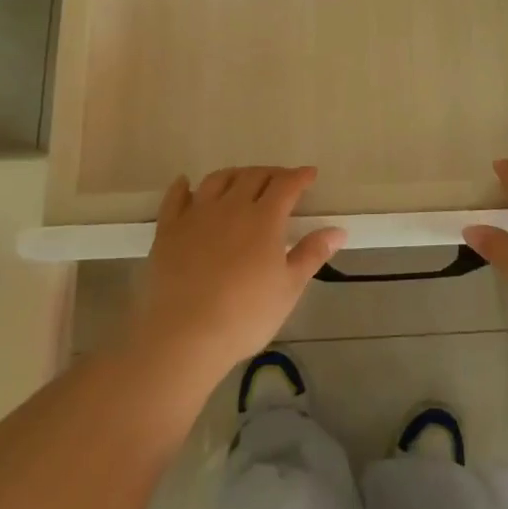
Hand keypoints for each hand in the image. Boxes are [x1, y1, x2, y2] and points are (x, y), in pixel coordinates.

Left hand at [131, 166, 344, 380]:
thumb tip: (338, 230)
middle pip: (253, 176)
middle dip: (271, 173)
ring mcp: (196, 215)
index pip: (286, 185)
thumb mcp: (288, 288)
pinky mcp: (168, 230)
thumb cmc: (245, 315)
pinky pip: (175, 198)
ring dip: (235, 174)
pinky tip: (187, 183)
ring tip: (242, 179)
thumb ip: (312, 254)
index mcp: (264, 218)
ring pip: (217, 180)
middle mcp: (231, 207)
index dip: (300, 176)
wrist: (183, 335)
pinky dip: (183, 186)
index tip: (310, 174)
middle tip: (281, 180)